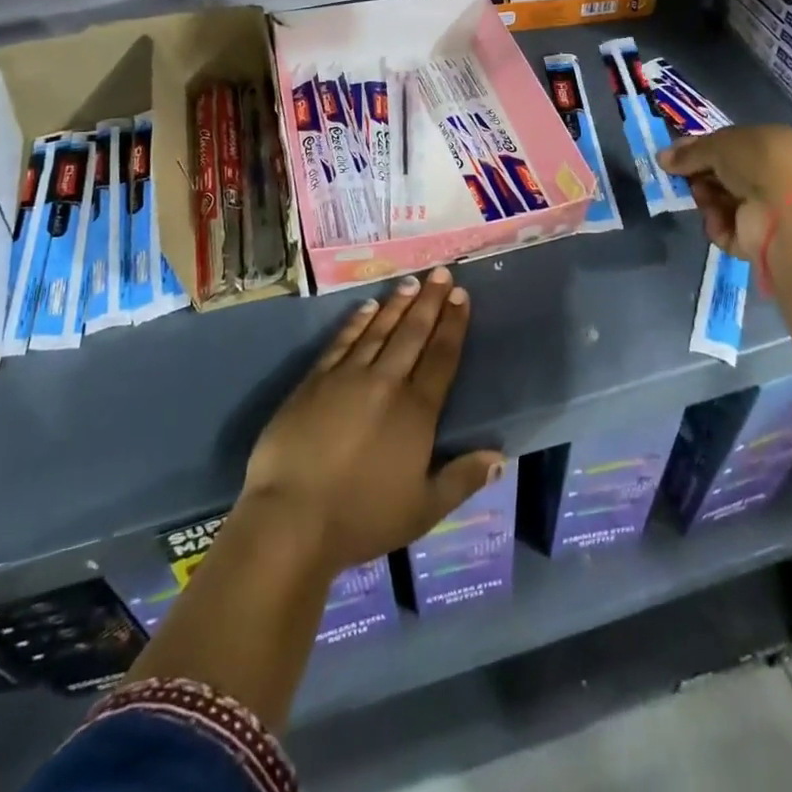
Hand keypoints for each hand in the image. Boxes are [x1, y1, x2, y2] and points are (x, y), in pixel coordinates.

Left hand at [242, 268, 503, 575]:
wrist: (292, 517)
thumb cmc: (362, 518)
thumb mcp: (423, 509)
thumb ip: (462, 479)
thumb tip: (500, 456)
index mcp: (416, 411)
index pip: (442, 356)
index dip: (453, 324)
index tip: (461, 295)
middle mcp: (386, 383)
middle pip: (413, 333)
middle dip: (430, 301)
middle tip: (441, 272)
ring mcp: (347, 377)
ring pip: (379, 330)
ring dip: (397, 305)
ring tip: (411, 282)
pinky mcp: (314, 380)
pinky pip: (342, 342)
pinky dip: (356, 322)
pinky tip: (366, 308)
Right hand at [658, 125, 791, 260]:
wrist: (787, 213)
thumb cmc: (758, 164)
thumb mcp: (719, 145)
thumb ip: (690, 152)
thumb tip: (662, 158)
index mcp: (768, 144)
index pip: (726, 145)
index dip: (698, 150)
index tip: (671, 157)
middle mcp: (768, 174)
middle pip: (720, 175)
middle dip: (698, 176)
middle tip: (681, 178)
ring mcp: (764, 208)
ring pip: (718, 202)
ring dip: (706, 200)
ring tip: (704, 199)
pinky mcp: (756, 238)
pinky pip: (724, 228)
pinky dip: (718, 225)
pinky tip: (721, 220)